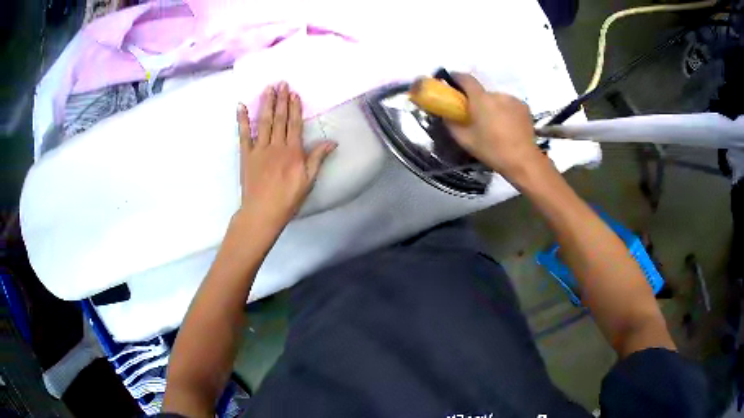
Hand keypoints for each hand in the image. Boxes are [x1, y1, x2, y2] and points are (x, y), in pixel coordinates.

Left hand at [236, 82, 335, 227]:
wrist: (262, 212)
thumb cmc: (288, 198)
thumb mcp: (308, 180)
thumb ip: (318, 158)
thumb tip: (332, 142)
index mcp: (293, 151)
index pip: (294, 124)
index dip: (294, 107)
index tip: (294, 93)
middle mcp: (276, 145)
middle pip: (279, 118)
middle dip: (281, 99)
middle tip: (281, 82)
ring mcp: (259, 149)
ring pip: (263, 121)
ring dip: (265, 103)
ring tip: (268, 88)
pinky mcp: (246, 155)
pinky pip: (243, 134)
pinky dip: (242, 119)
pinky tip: (240, 106)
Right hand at [445, 74, 543, 180]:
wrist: (523, 160)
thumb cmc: (492, 150)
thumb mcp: (465, 140)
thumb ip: (451, 124)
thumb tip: (445, 114)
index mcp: (481, 99)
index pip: (466, 78)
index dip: (456, 77)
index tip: (450, 81)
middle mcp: (497, 94)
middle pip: (482, 92)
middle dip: (476, 101)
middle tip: (475, 116)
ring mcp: (512, 99)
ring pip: (496, 99)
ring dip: (492, 107)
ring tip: (494, 125)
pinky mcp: (524, 107)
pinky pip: (509, 105)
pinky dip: (505, 111)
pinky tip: (507, 126)